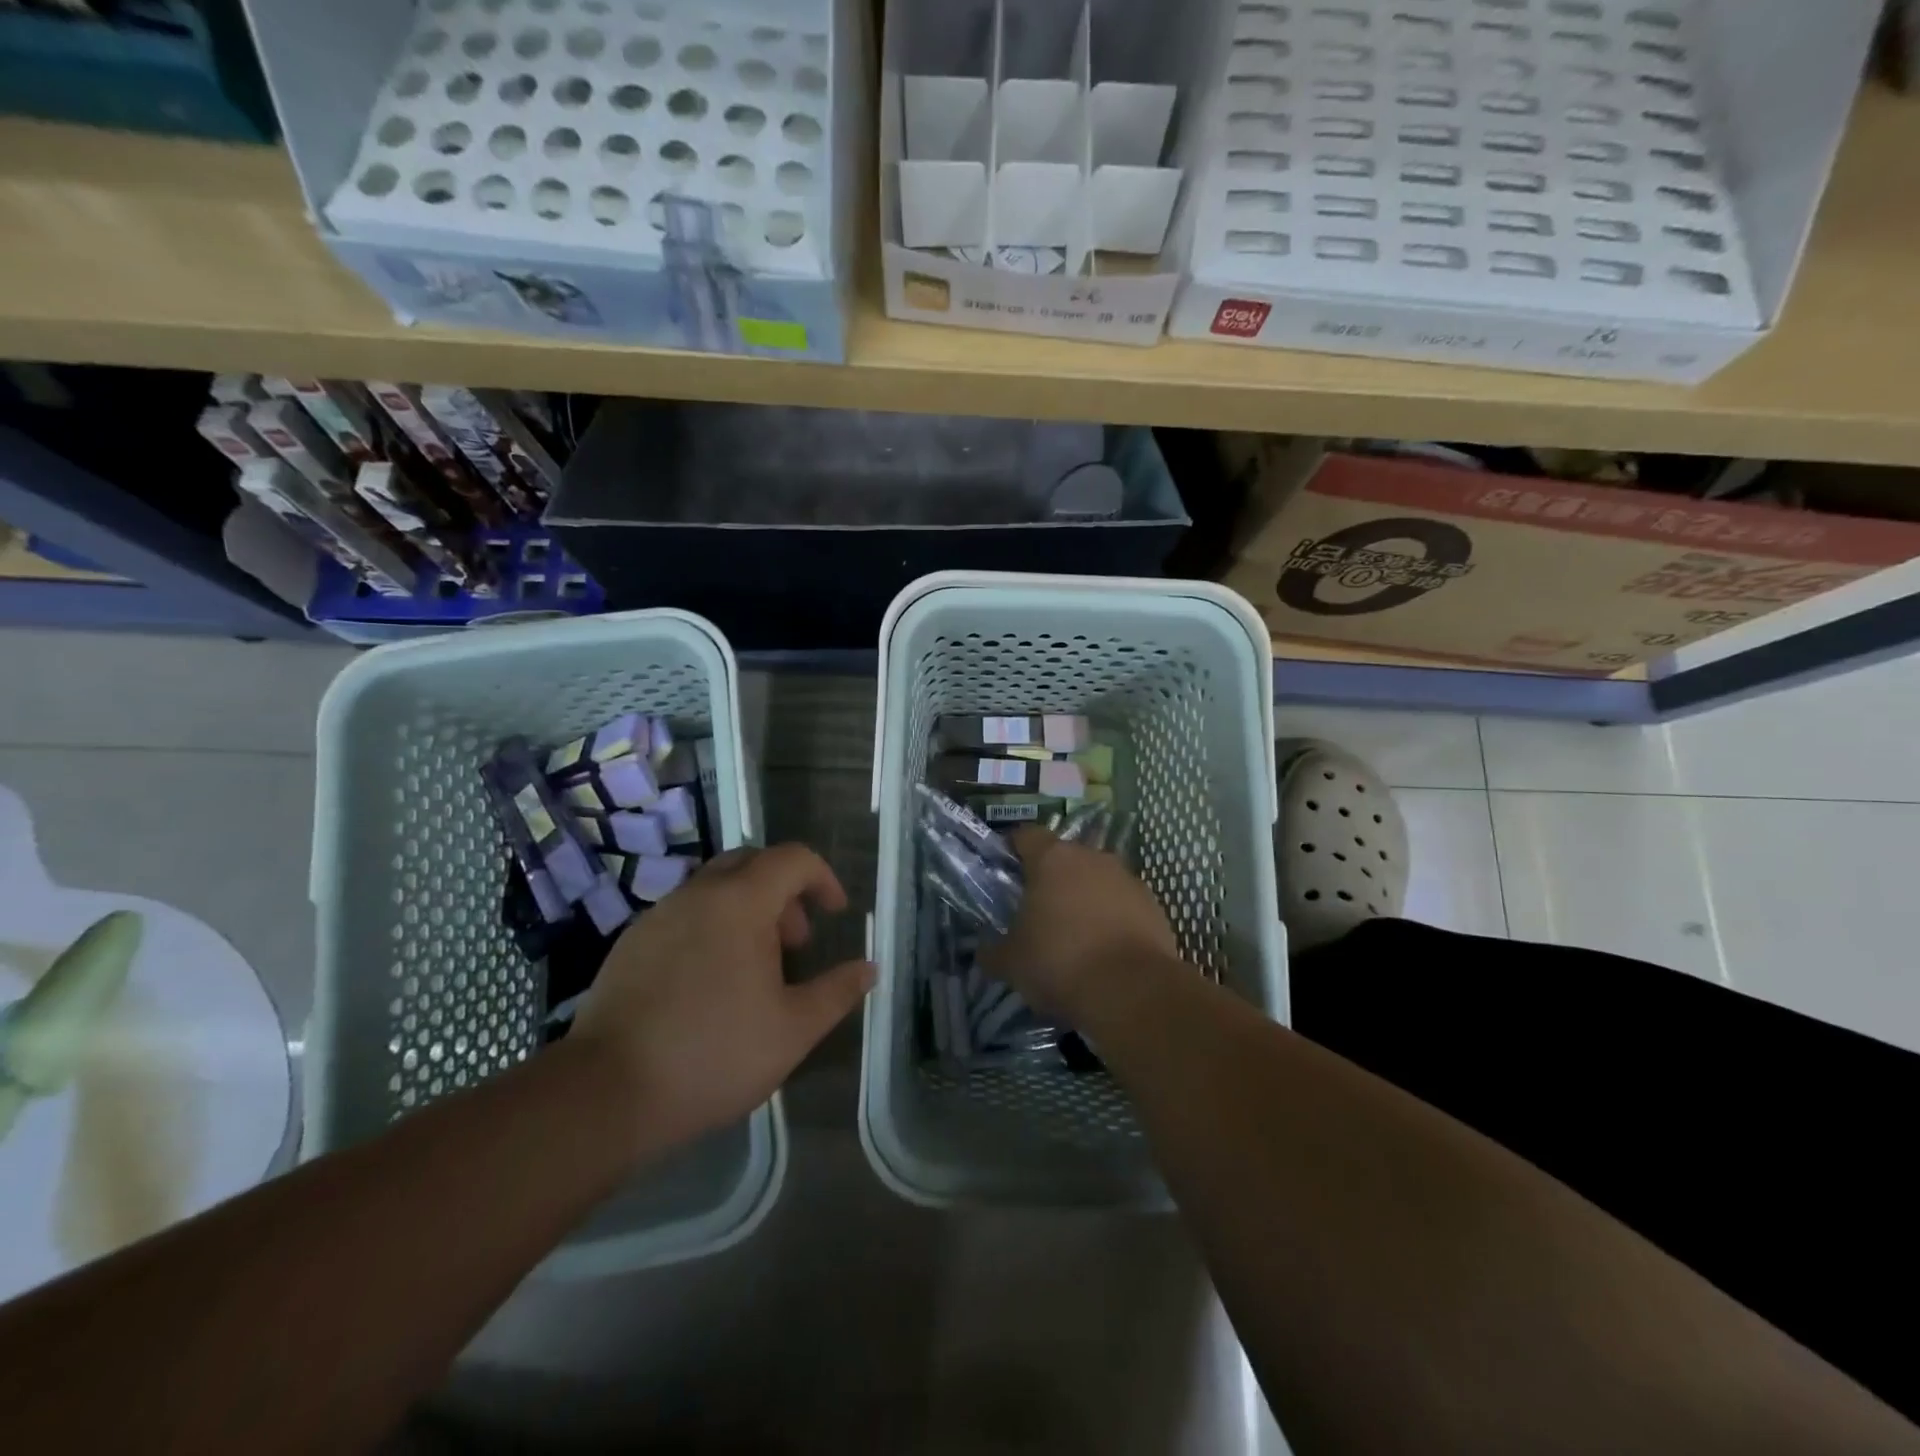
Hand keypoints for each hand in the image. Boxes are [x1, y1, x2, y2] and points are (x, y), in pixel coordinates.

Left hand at [570, 843, 873, 1157]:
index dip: (823, 878)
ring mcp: (658, 916)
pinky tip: (710, 981)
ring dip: (747, 910)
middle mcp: (698, 894)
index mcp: (741, 903)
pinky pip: (684, 914)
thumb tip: (869, 968)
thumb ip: (837, 992)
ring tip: (756, 966)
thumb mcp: (793, 1030)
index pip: (792, 859)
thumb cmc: (714, 1054)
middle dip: (784, 891)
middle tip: (796, 942)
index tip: (835, 913)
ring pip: (714, 887)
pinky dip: (711, 927)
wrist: (607, 1093)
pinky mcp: (631, 943)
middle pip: (751, 863)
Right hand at [984, 829, 1181, 1025]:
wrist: (1132, 991)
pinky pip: (1124, 903)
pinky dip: (1114, 918)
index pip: (1027, 835)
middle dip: (1052, 878)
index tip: (1007, 869)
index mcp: (1052, 859)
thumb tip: (986, 952)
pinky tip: (1106, 949)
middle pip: (1065, 857)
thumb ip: (994, 951)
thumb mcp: (1012, 963)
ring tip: (1076, 934)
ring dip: (1086, 897)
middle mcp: (1092, 857)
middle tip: (1039, 910)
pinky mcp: (1154, 905)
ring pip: (1098, 879)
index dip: (1014, 849)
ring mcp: (1127, 878)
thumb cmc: (1060, 962)